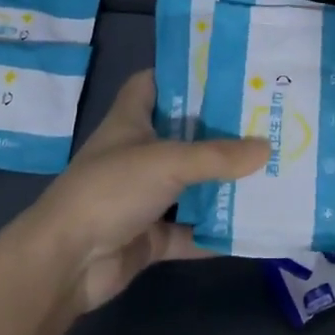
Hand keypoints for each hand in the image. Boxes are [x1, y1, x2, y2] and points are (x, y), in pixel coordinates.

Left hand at [16, 71, 266, 313]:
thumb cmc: (111, 190)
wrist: (66, 262)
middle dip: (218, 130)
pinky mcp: (147, 236)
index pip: (152, 83)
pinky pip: (188, 231)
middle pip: (181, 134)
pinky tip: (250, 227)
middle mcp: (136, 154)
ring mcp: (141, 197)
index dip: (181, 73)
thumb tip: (267, 147)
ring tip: (269, 168)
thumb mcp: (168, 162)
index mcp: (130, 121)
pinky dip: (213, 232)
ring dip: (220, 182)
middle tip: (264, 120)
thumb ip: (218, 156)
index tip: (222, 72)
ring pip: (188, 184)